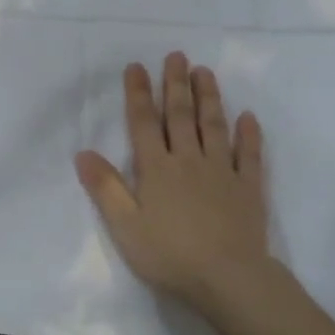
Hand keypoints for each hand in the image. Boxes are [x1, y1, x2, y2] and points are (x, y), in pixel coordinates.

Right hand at [75, 52, 272, 323]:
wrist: (228, 278)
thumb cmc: (169, 255)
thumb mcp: (125, 226)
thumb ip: (105, 188)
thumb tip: (83, 153)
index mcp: (157, 169)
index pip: (143, 123)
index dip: (138, 94)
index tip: (137, 67)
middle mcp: (189, 161)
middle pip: (180, 116)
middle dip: (175, 84)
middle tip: (177, 56)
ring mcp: (222, 172)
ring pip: (214, 126)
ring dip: (209, 98)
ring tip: (204, 72)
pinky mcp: (249, 188)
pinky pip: (250, 155)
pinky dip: (249, 135)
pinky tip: (248, 118)